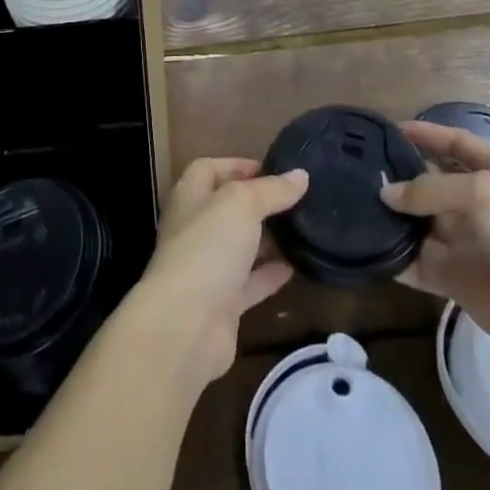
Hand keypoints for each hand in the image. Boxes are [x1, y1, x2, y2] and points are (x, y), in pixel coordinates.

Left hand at [133, 158, 308, 384]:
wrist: (186, 324)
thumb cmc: (208, 247)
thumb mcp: (242, 205)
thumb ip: (272, 190)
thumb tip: (301, 175)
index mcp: (190, 196)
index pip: (209, 169)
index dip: (237, 165)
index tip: (272, 169)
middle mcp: (195, 228)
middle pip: (227, 207)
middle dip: (258, 202)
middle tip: (296, 199)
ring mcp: (207, 267)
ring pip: (241, 246)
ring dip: (267, 238)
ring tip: (303, 229)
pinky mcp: (222, 303)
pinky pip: (250, 282)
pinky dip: (270, 274)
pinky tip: (297, 267)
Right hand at [380, 121, 489, 367]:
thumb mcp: (482, 194)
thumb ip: (430, 188)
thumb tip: (386, 193)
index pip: (456, 144)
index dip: (427, 134)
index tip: (389, 129)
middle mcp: (478, 203)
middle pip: (431, 183)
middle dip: (399, 177)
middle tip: (356, 171)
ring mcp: (466, 243)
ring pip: (419, 223)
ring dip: (391, 217)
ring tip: (351, 206)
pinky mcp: (456, 279)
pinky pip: (417, 263)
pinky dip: (394, 257)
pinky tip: (366, 247)